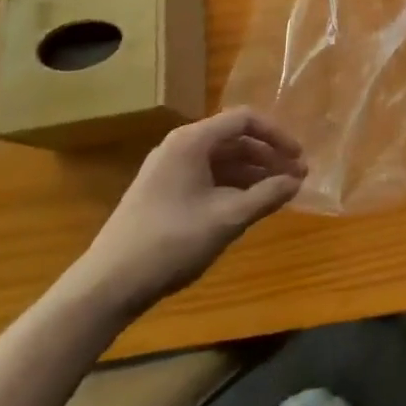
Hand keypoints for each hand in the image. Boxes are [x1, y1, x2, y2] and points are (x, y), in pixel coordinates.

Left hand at [74, 109, 307, 319]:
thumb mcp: (227, 218)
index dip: (277, 135)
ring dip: (253, 172)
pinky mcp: (163, 192)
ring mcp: (169, 169)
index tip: (299, 158)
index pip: (245, 120)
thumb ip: (267, 195)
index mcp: (192, 141)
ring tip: (279, 193)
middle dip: (268, 156)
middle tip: (296, 178)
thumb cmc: (171, 242)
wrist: (107, 285)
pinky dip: (233, 185)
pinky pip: (208, 176)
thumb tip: (297, 181)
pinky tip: (249, 205)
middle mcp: (180, 146)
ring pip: (222, 159)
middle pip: (235, 138)